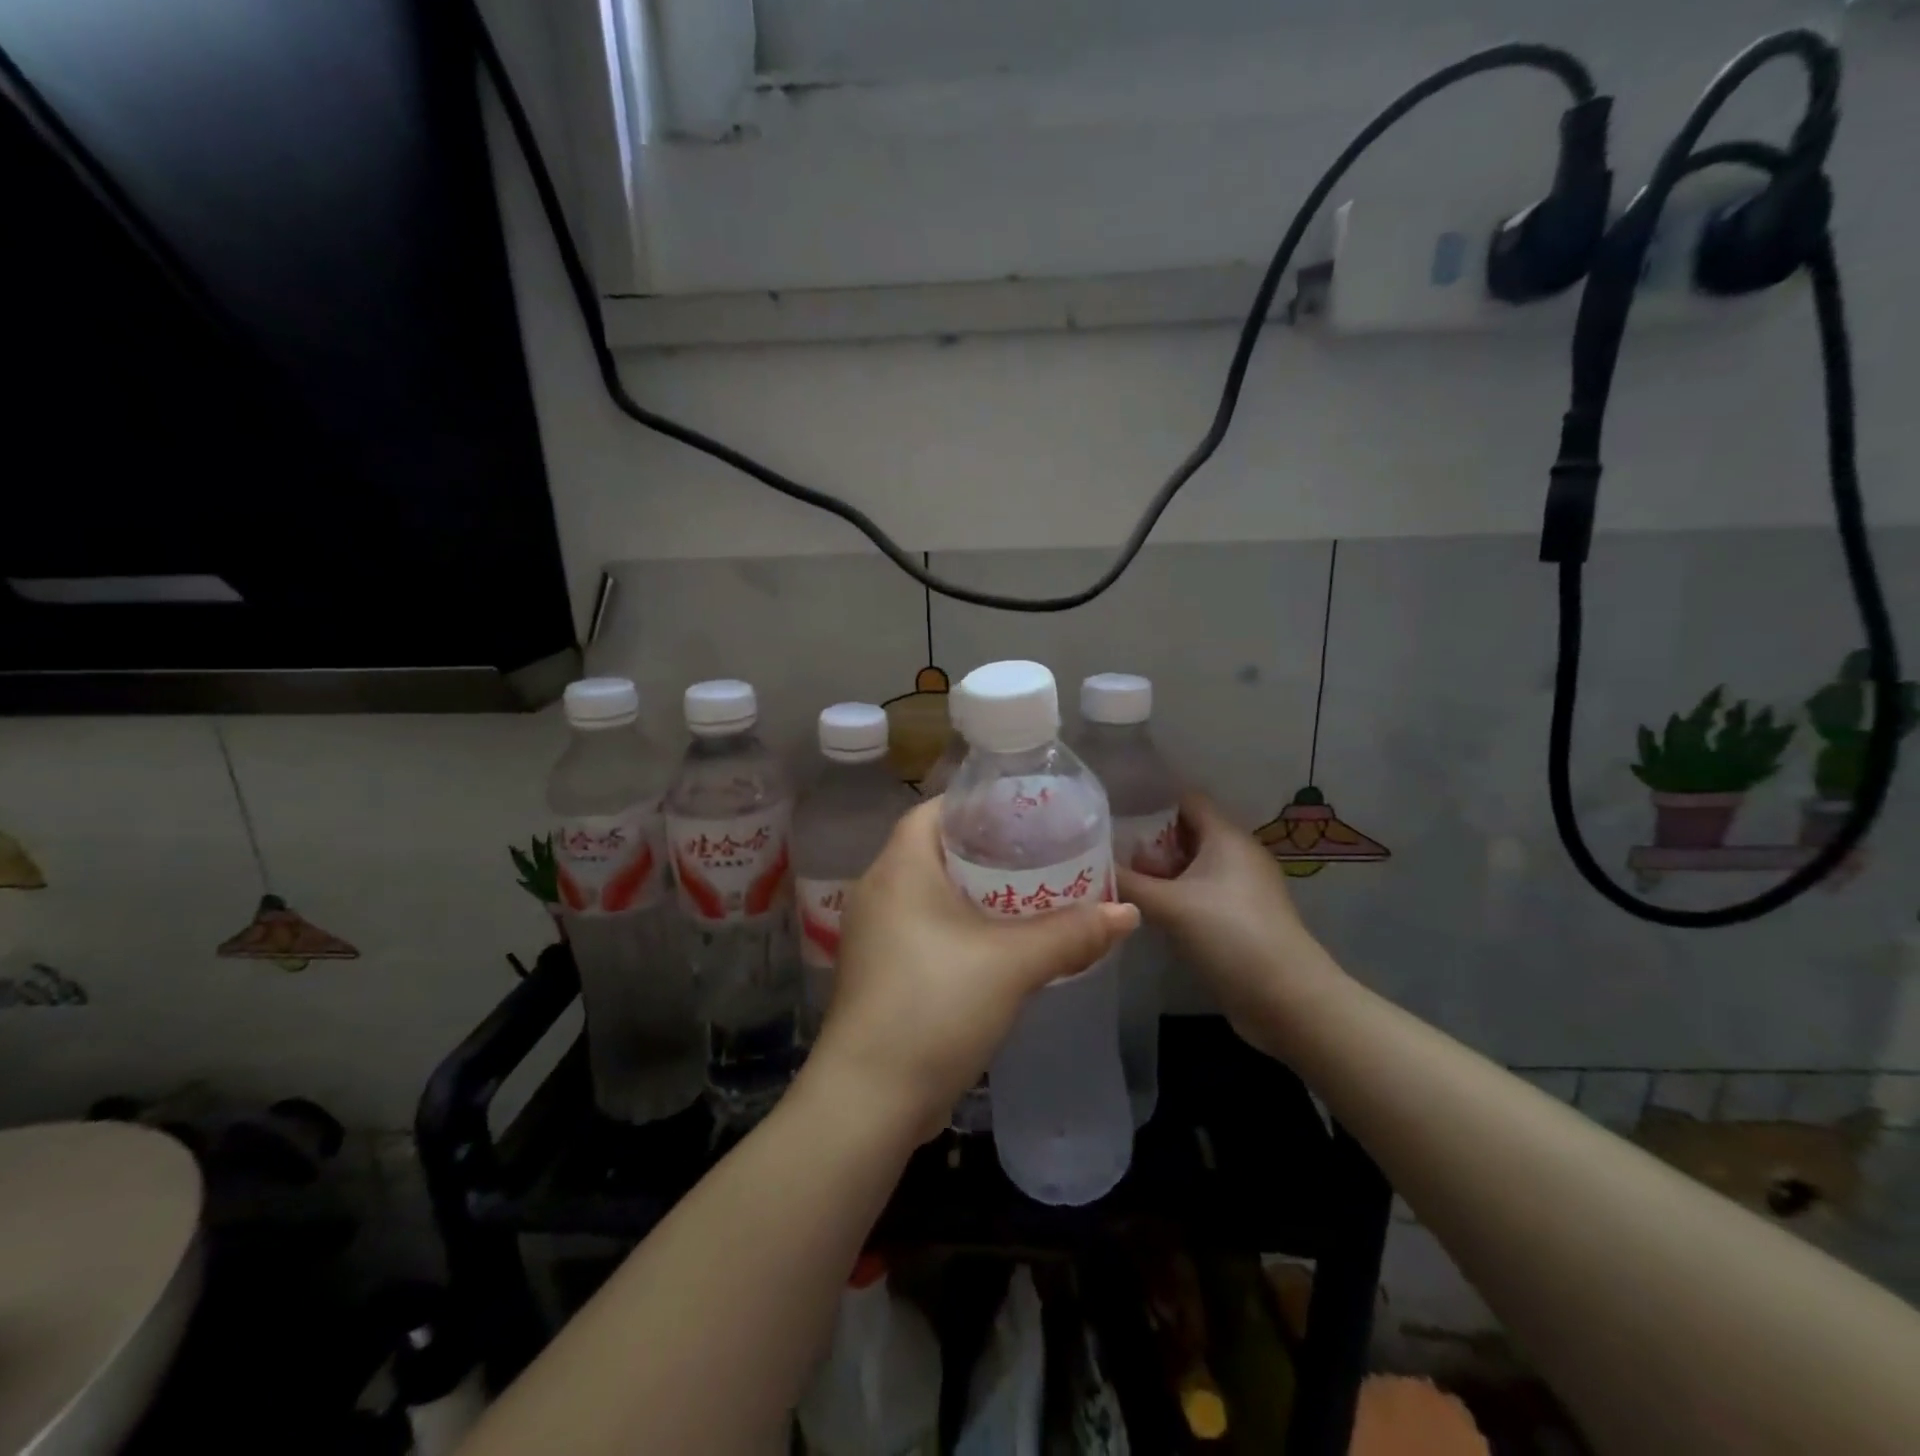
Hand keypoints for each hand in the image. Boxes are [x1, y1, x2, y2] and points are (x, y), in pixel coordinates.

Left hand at [813, 798, 1138, 1140]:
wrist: (870, 1099)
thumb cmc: (935, 1006)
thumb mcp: (1012, 964)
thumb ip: (1071, 934)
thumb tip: (1127, 913)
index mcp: (899, 868)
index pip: (935, 810)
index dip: (978, 805)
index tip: (1023, 812)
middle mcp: (878, 891)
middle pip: (936, 851)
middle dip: (987, 850)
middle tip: (1038, 853)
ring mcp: (874, 934)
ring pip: (930, 894)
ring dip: (975, 893)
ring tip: (1028, 894)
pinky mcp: (880, 971)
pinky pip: (924, 928)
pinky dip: (959, 926)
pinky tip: (998, 944)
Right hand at [1116, 794, 1339, 1058]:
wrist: (1287, 999)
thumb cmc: (1229, 935)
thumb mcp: (1169, 906)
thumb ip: (1127, 882)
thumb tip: (1092, 866)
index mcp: (1226, 837)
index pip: (1186, 800)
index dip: (1150, 802)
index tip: (1113, 814)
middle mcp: (1236, 855)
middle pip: (1185, 834)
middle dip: (1147, 843)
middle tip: (1105, 854)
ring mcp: (1240, 889)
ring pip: (1191, 868)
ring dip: (1158, 874)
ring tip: (1117, 881)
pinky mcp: (1239, 919)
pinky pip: (1199, 894)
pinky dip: (1173, 897)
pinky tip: (1145, 911)